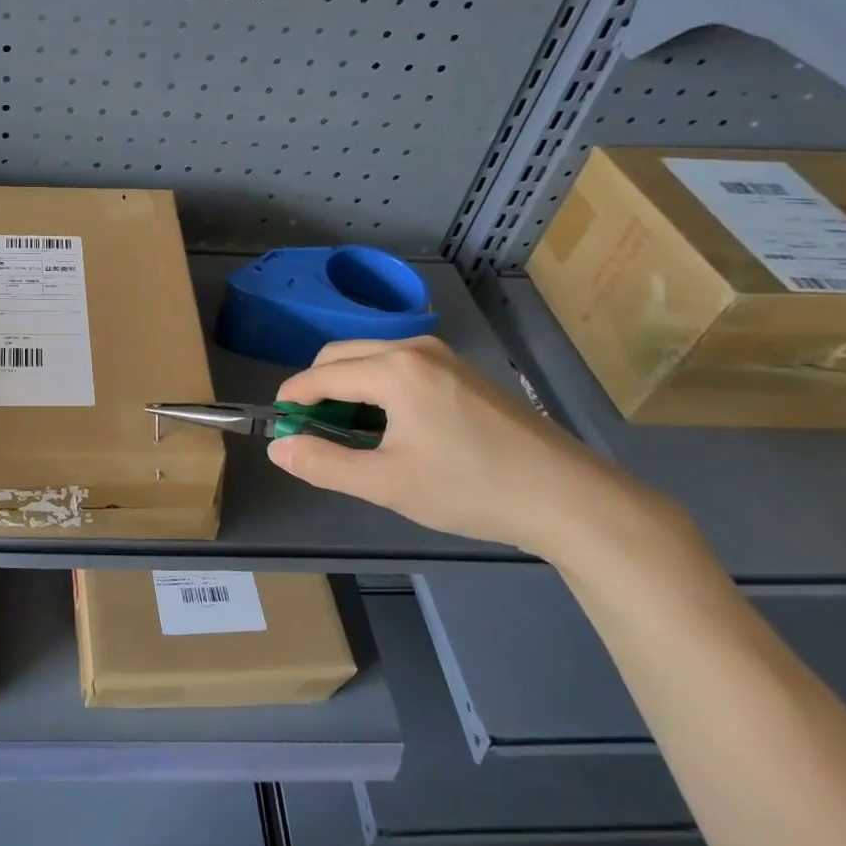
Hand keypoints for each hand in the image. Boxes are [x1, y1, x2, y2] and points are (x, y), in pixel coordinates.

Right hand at [267, 336, 663, 561]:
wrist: (567, 497)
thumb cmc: (470, 489)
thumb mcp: (387, 484)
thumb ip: (324, 464)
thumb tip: (279, 448)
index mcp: (393, 369)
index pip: (319, 375)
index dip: (291, 401)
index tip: (278, 428)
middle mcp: (414, 348)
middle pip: (340, 355)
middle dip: (316, 389)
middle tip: (312, 433)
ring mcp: (442, 355)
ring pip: (370, 358)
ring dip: (347, 387)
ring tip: (350, 434)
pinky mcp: (461, 370)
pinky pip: (399, 365)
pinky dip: (377, 387)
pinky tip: (391, 426)